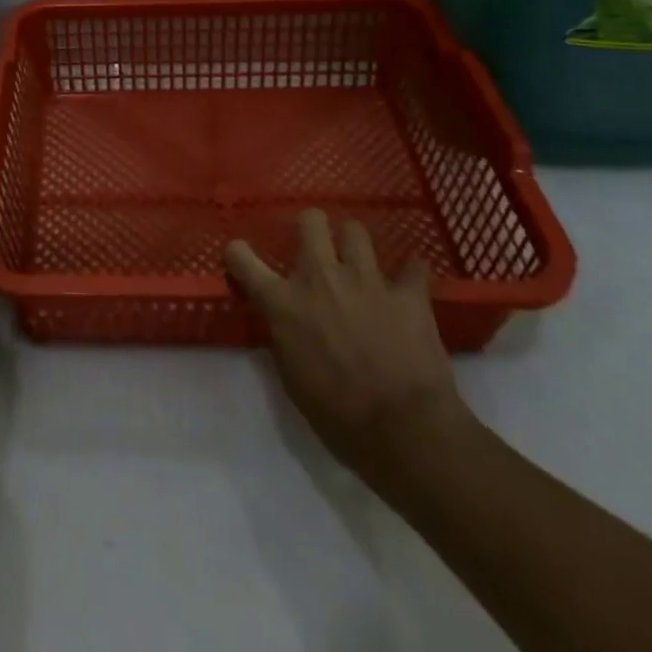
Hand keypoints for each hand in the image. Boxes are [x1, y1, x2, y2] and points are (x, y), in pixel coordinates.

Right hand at [226, 210, 471, 478]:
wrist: (404, 431)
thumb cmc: (339, 416)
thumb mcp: (292, 379)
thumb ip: (284, 338)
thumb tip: (285, 323)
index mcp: (284, 302)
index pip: (242, 258)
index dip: (238, 254)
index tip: (241, 257)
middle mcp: (320, 277)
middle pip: (310, 221)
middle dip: (311, 227)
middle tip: (316, 246)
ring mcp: (366, 279)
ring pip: (355, 230)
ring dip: (355, 245)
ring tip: (360, 262)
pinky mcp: (408, 294)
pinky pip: (413, 267)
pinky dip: (411, 273)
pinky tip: (410, 283)